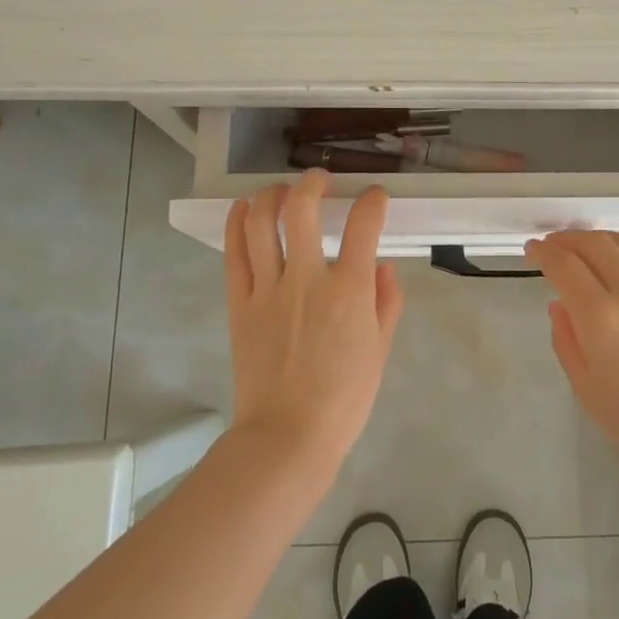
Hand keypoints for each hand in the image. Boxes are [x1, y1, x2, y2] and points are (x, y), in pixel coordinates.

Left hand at [224, 169, 403, 472]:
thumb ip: (386, 302)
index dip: (372, 201)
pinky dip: (236, 224)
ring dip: (272, 196)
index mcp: (348, 290)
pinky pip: (233, 254)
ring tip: (282, 190)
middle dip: (313, 184)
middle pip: (302, 210)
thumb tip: (383, 266)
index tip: (374, 197)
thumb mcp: (380, 351)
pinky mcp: (239, 304)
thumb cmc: (344, 399)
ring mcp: (267, 289)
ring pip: (260, 224)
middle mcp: (306, 278)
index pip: (363, 225)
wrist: (287, 436)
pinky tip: (243, 208)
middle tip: (320, 181)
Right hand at [525, 231, 618, 486]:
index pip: (564, 265)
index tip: (532, 250)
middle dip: (567, 238)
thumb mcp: (588, 391)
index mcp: (602, 318)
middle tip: (553, 244)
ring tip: (585, 247)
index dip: (543, 252)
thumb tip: (560, 304)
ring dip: (599, 240)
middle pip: (595, 243)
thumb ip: (566, 340)